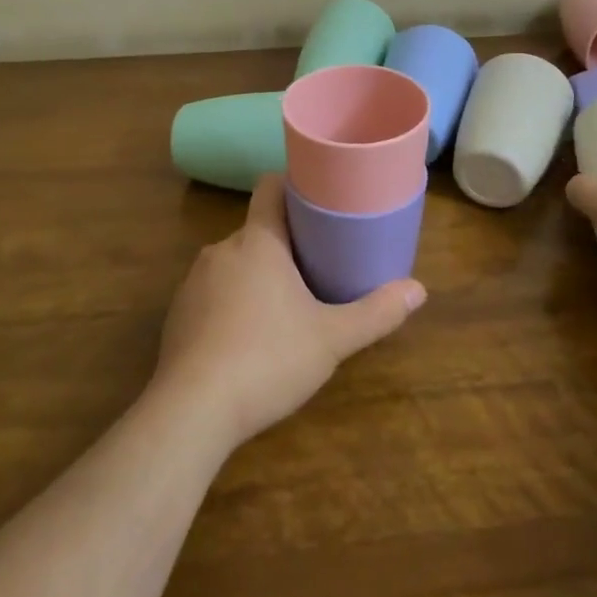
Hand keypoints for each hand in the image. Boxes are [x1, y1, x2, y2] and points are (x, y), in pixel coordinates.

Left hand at [153, 175, 425, 448]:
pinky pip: (212, 294)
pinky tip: (246, 339)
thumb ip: (376, 312)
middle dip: (285, 244)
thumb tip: (419, 290)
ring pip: (234, 264)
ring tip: (284, 306)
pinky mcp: (177, 314)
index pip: (269, 187)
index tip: (318, 200)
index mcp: (258, 241)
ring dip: (257, 276)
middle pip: (257, 230)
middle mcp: (221, 250)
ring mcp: (193, 281)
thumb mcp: (332, 338)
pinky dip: (231, 304)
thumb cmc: (268, 359)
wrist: (192, 410)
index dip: (293, 186)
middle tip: (317, 266)